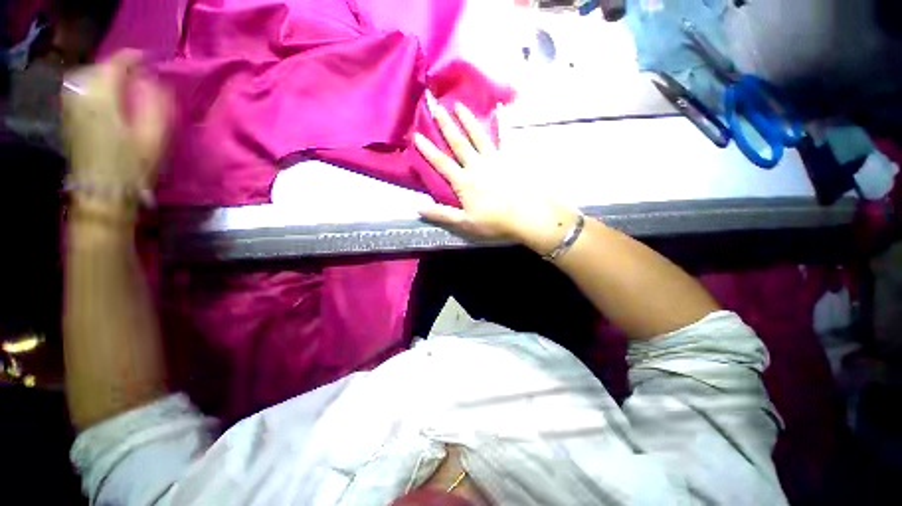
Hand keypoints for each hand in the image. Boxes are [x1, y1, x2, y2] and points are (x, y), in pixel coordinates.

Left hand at [62, 50, 171, 202]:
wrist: (103, 192)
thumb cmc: (133, 167)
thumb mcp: (155, 137)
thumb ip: (157, 105)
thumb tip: (155, 82)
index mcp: (104, 97)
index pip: (117, 63)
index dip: (135, 58)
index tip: (151, 60)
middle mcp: (83, 95)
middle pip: (100, 67)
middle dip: (119, 66)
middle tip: (138, 73)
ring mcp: (73, 106)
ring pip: (87, 76)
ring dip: (105, 75)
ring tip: (121, 82)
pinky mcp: (70, 117)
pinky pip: (79, 89)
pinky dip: (93, 85)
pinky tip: (103, 94)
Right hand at [414, 98, 577, 252]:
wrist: (526, 216)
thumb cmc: (494, 222)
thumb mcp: (464, 223)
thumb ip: (440, 214)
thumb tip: (415, 206)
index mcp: (464, 182)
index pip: (441, 163)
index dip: (428, 150)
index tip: (416, 134)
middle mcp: (476, 166)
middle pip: (458, 143)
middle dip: (445, 125)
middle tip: (436, 106)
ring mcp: (494, 160)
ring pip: (478, 136)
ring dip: (467, 120)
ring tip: (459, 105)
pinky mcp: (509, 160)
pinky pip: (501, 139)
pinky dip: (499, 125)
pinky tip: (499, 111)